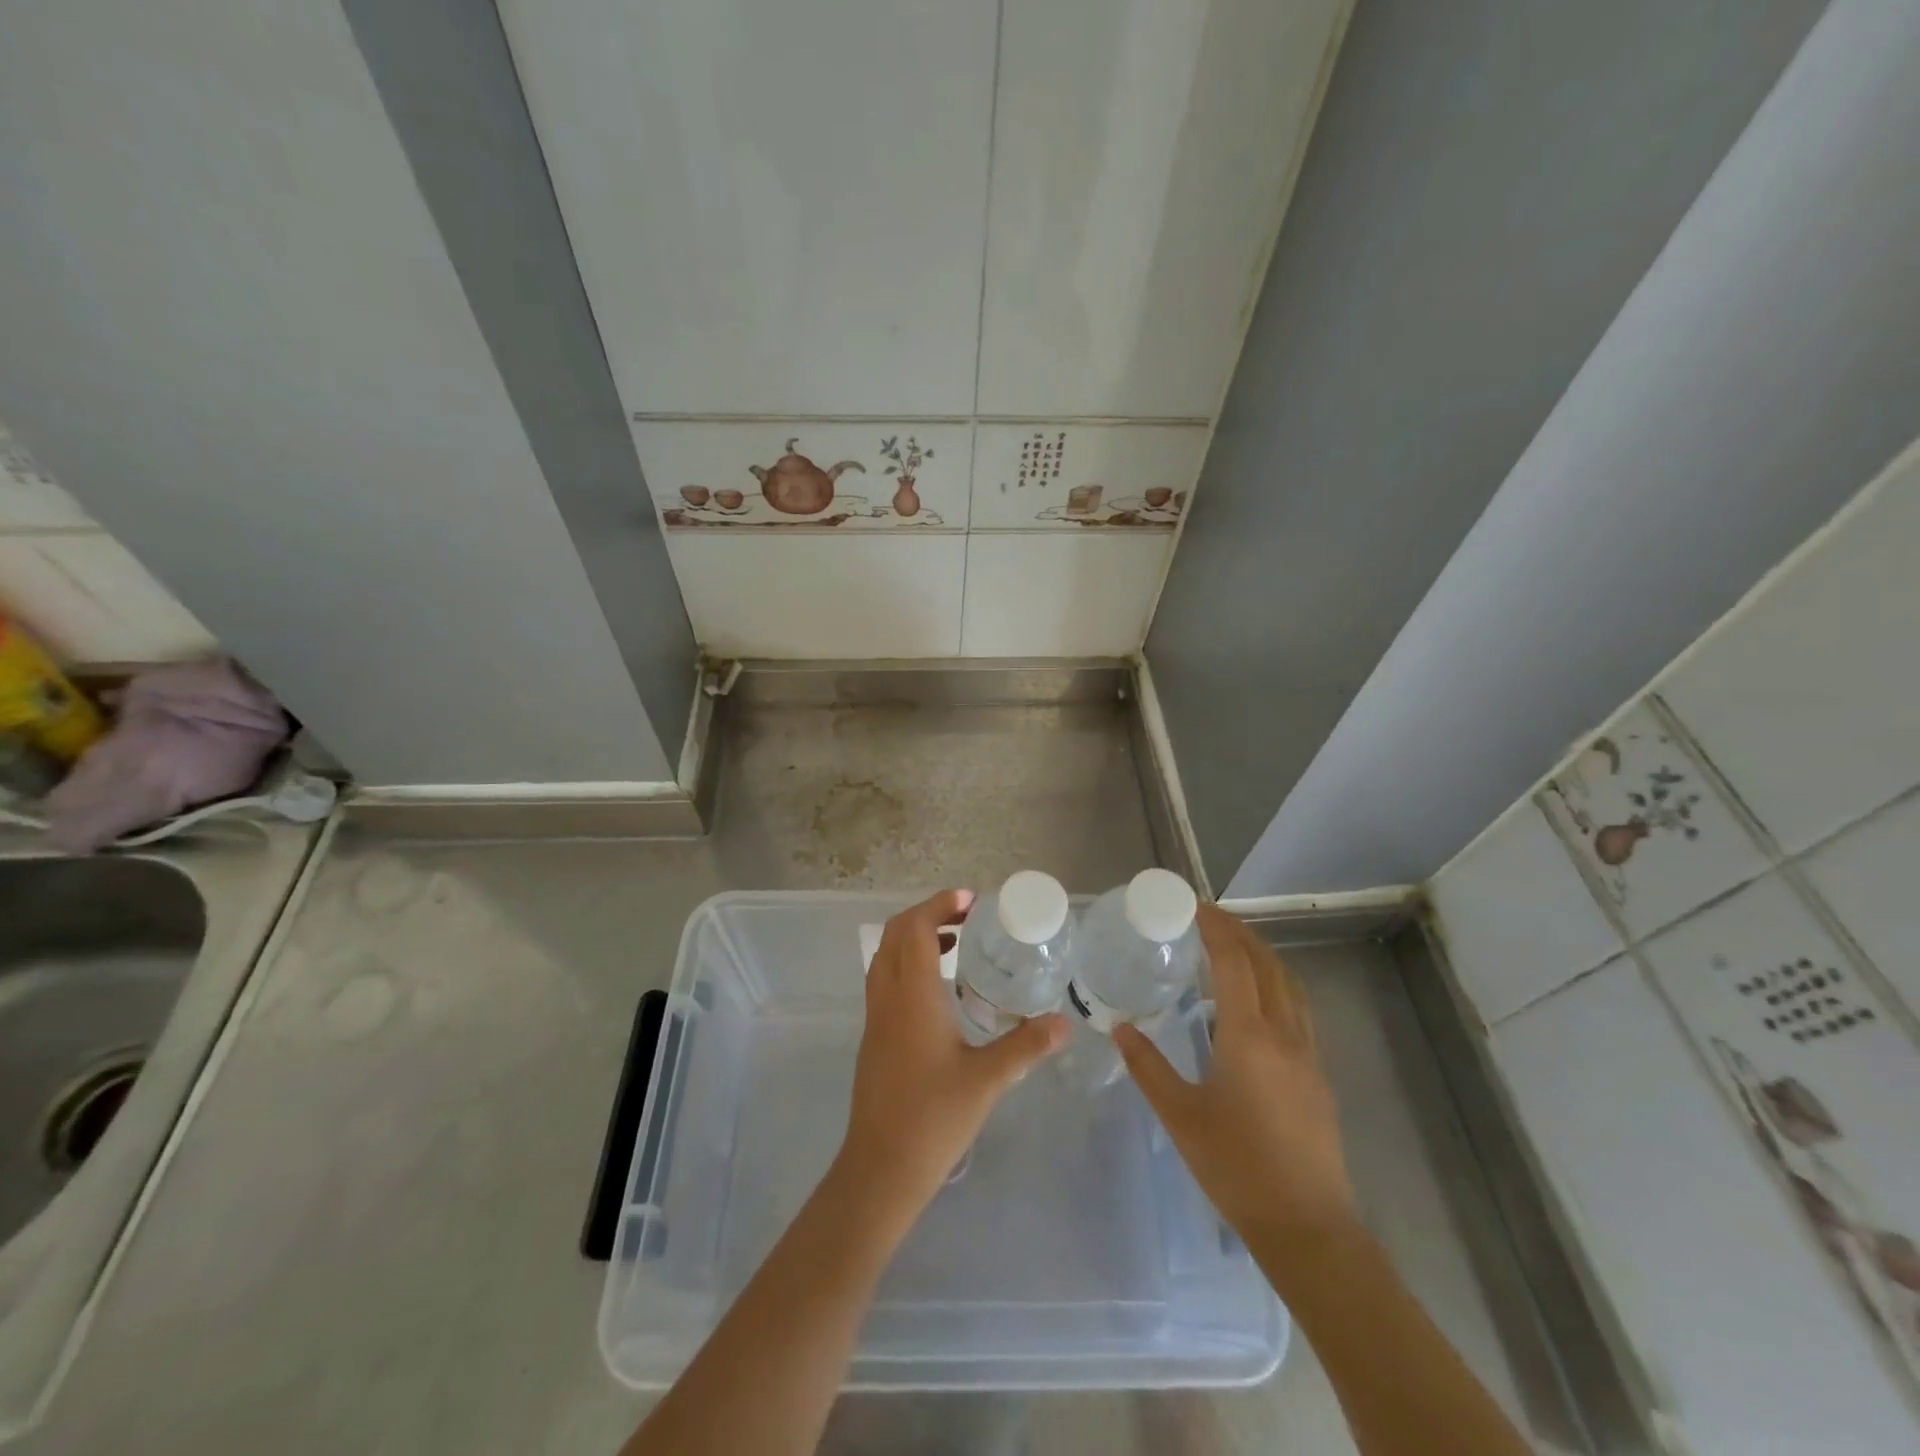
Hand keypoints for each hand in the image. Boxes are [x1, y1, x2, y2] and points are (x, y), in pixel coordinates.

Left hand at [836, 889, 1069, 1224]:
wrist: (881, 1168)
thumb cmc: (933, 1118)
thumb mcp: (987, 1080)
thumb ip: (1025, 1045)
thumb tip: (1064, 1022)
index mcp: (912, 996)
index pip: (915, 928)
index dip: (940, 905)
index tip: (971, 900)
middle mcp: (887, 997)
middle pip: (895, 934)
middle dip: (928, 913)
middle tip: (967, 915)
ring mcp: (875, 1016)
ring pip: (886, 956)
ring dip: (915, 937)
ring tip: (957, 942)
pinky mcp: (874, 1036)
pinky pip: (885, 979)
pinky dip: (907, 963)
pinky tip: (939, 989)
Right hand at [1115, 903, 1354, 1241]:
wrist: (1307, 1226)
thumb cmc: (1236, 1167)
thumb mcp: (1180, 1115)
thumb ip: (1148, 1066)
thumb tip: (1120, 1027)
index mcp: (1249, 1036)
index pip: (1234, 962)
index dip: (1215, 927)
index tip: (1194, 905)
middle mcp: (1284, 1033)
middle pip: (1267, 964)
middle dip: (1240, 932)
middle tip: (1209, 916)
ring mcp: (1308, 1053)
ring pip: (1290, 984)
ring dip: (1263, 955)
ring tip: (1234, 946)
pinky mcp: (1318, 1074)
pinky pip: (1299, 1008)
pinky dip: (1277, 983)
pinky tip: (1258, 1000)